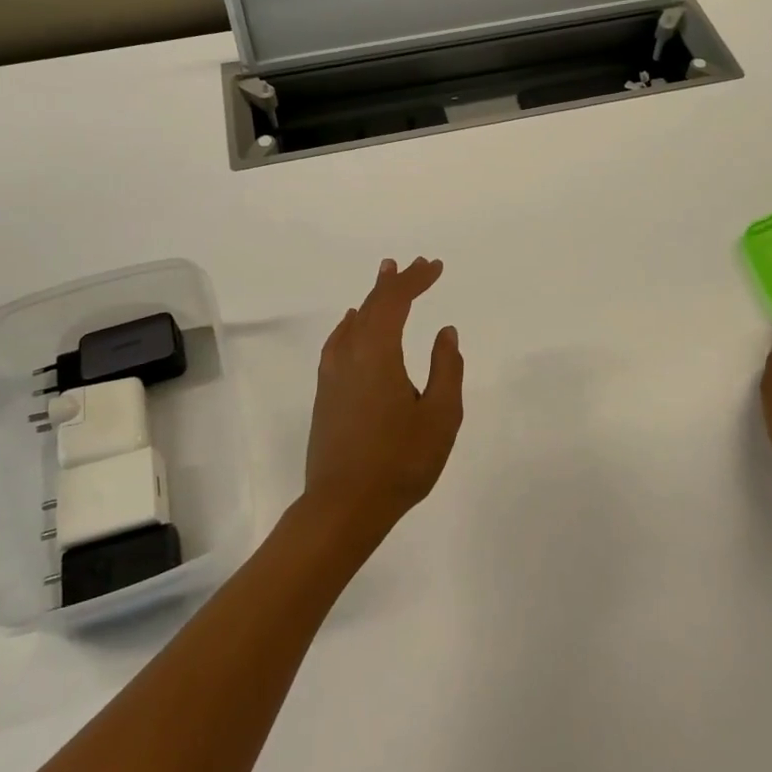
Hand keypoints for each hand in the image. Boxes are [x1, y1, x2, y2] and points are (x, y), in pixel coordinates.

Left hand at [302, 257, 464, 541]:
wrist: (343, 506)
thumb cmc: (399, 462)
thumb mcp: (440, 416)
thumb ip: (446, 368)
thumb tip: (445, 332)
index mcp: (377, 352)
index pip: (395, 301)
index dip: (416, 280)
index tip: (436, 266)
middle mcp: (349, 353)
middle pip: (372, 305)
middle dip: (396, 282)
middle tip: (416, 264)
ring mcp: (332, 373)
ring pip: (353, 321)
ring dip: (374, 298)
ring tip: (387, 278)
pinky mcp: (325, 392)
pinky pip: (340, 340)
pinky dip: (354, 322)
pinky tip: (355, 325)